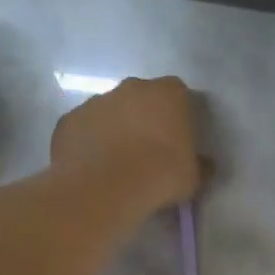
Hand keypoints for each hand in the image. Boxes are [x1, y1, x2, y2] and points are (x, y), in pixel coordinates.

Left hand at [50, 76, 203, 221]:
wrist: (105, 187)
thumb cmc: (160, 175)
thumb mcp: (193, 177)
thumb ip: (200, 165)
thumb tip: (205, 165)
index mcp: (168, 93)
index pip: (178, 94)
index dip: (177, 115)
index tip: (177, 139)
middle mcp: (131, 87)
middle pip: (140, 98)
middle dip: (143, 117)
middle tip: (146, 150)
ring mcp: (96, 100)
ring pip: (108, 111)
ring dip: (113, 129)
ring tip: (115, 163)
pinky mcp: (69, 119)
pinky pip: (82, 128)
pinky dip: (87, 143)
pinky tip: (91, 168)